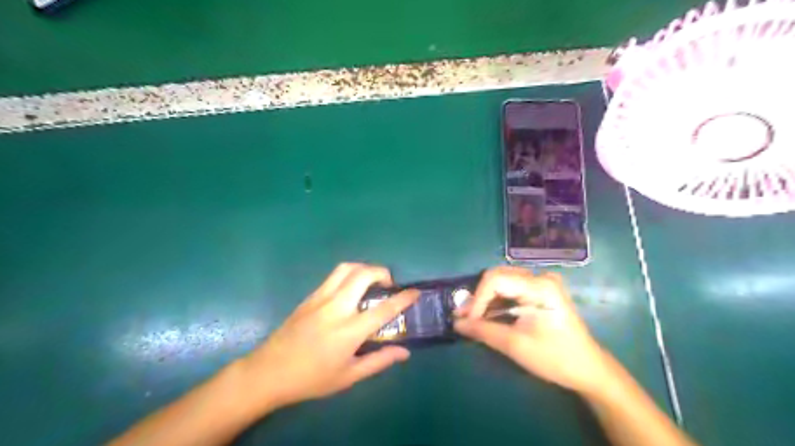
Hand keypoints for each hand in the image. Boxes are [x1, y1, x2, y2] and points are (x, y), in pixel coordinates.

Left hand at [239, 262, 417, 411]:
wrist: (268, 372)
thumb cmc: (311, 379)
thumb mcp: (348, 376)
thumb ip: (379, 361)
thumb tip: (404, 352)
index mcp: (349, 330)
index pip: (384, 308)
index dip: (403, 298)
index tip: (415, 292)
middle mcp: (336, 307)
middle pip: (363, 275)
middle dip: (382, 272)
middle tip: (389, 285)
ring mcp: (320, 298)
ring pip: (346, 268)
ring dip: (364, 268)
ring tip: (371, 281)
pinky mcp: (309, 296)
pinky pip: (333, 276)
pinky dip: (348, 275)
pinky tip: (350, 290)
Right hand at [457, 265, 605, 393]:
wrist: (588, 369)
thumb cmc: (554, 357)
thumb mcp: (515, 345)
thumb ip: (483, 330)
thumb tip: (456, 323)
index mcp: (539, 286)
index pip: (495, 280)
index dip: (476, 299)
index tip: (466, 321)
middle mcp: (541, 277)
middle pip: (498, 276)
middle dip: (479, 297)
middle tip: (465, 318)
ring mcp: (543, 282)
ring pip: (503, 281)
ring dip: (486, 298)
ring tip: (473, 318)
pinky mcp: (542, 290)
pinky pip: (512, 287)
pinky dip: (498, 300)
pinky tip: (490, 314)